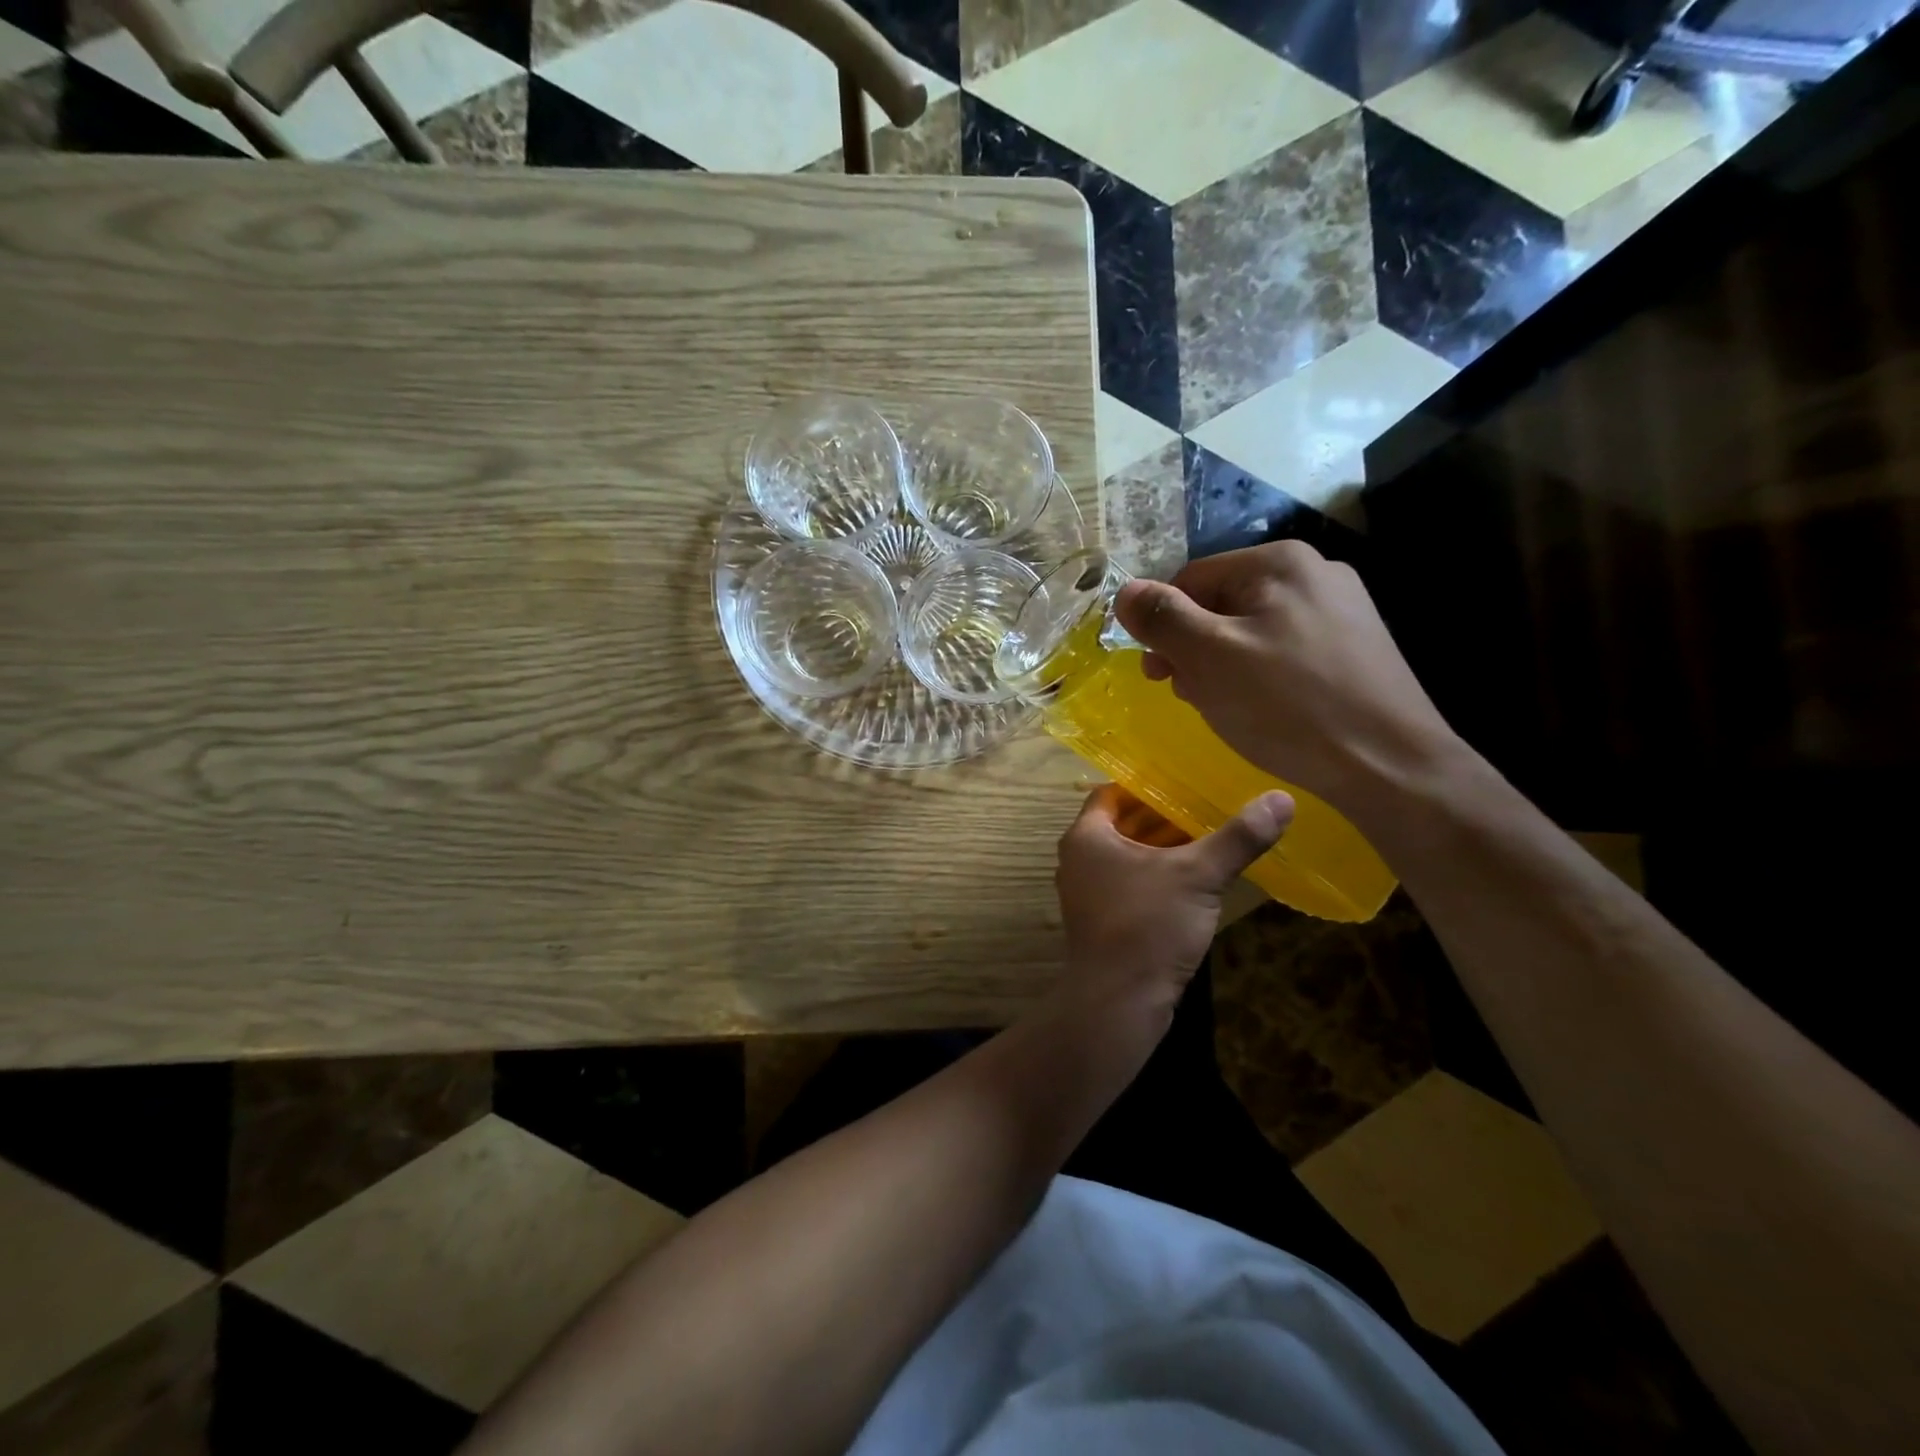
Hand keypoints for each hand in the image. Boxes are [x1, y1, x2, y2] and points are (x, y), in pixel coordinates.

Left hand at [1053, 784, 1292, 1014]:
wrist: (1119, 1003)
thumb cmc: (1148, 925)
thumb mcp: (1198, 875)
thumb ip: (1237, 837)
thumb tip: (1281, 798)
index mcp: (1087, 837)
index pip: (1114, 793)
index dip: (1148, 783)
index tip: (1187, 777)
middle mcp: (1081, 860)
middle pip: (1124, 824)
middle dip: (1165, 815)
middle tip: (1209, 802)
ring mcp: (1090, 893)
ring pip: (1130, 857)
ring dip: (1165, 847)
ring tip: (1211, 834)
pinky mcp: (1105, 922)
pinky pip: (1133, 884)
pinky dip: (1160, 876)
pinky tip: (1198, 879)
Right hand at [1113, 541, 1463, 809]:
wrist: (1389, 765)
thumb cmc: (1288, 706)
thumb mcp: (1209, 658)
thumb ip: (1162, 618)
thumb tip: (1124, 591)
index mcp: (1279, 562)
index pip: (1190, 580)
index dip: (1163, 626)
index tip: (1158, 675)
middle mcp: (1314, 573)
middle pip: (1221, 605)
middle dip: (1195, 651)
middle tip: (1193, 696)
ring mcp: (1341, 610)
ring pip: (1250, 632)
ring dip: (1222, 668)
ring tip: (1228, 709)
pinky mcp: (1354, 648)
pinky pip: (1283, 651)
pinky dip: (1259, 677)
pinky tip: (1264, 712)